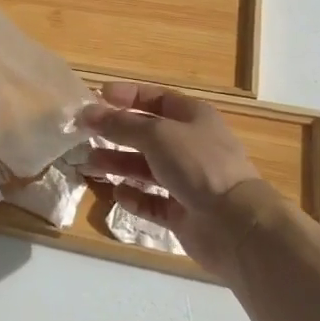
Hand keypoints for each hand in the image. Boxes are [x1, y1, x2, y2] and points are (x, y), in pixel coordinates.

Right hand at [79, 83, 271, 280]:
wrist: (236, 225)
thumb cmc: (198, 165)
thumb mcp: (156, 135)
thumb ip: (119, 124)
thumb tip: (87, 113)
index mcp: (193, 118)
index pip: (156, 99)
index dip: (128, 96)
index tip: (97, 96)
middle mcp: (191, 146)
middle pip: (147, 134)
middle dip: (115, 133)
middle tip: (83, 134)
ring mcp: (188, 181)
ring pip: (146, 168)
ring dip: (118, 165)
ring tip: (89, 166)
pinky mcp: (183, 212)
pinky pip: (152, 201)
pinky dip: (134, 197)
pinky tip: (118, 194)